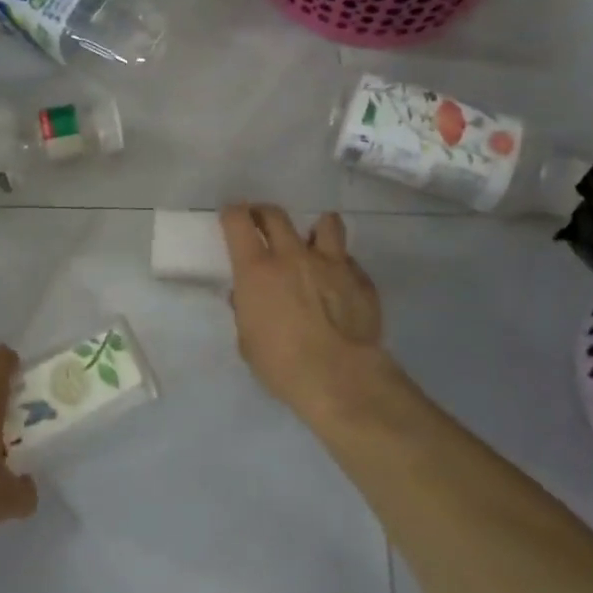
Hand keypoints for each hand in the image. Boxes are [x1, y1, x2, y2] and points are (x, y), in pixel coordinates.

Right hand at [221, 204, 391, 416]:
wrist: (341, 379)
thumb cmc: (282, 365)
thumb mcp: (248, 342)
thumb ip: (245, 312)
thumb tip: (243, 297)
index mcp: (257, 270)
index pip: (238, 221)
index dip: (233, 214)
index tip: (231, 217)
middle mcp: (293, 256)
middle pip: (276, 215)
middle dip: (264, 215)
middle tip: (262, 225)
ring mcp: (332, 264)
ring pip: (326, 223)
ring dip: (315, 230)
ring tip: (313, 242)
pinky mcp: (361, 280)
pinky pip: (349, 261)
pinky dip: (341, 266)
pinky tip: (339, 284)